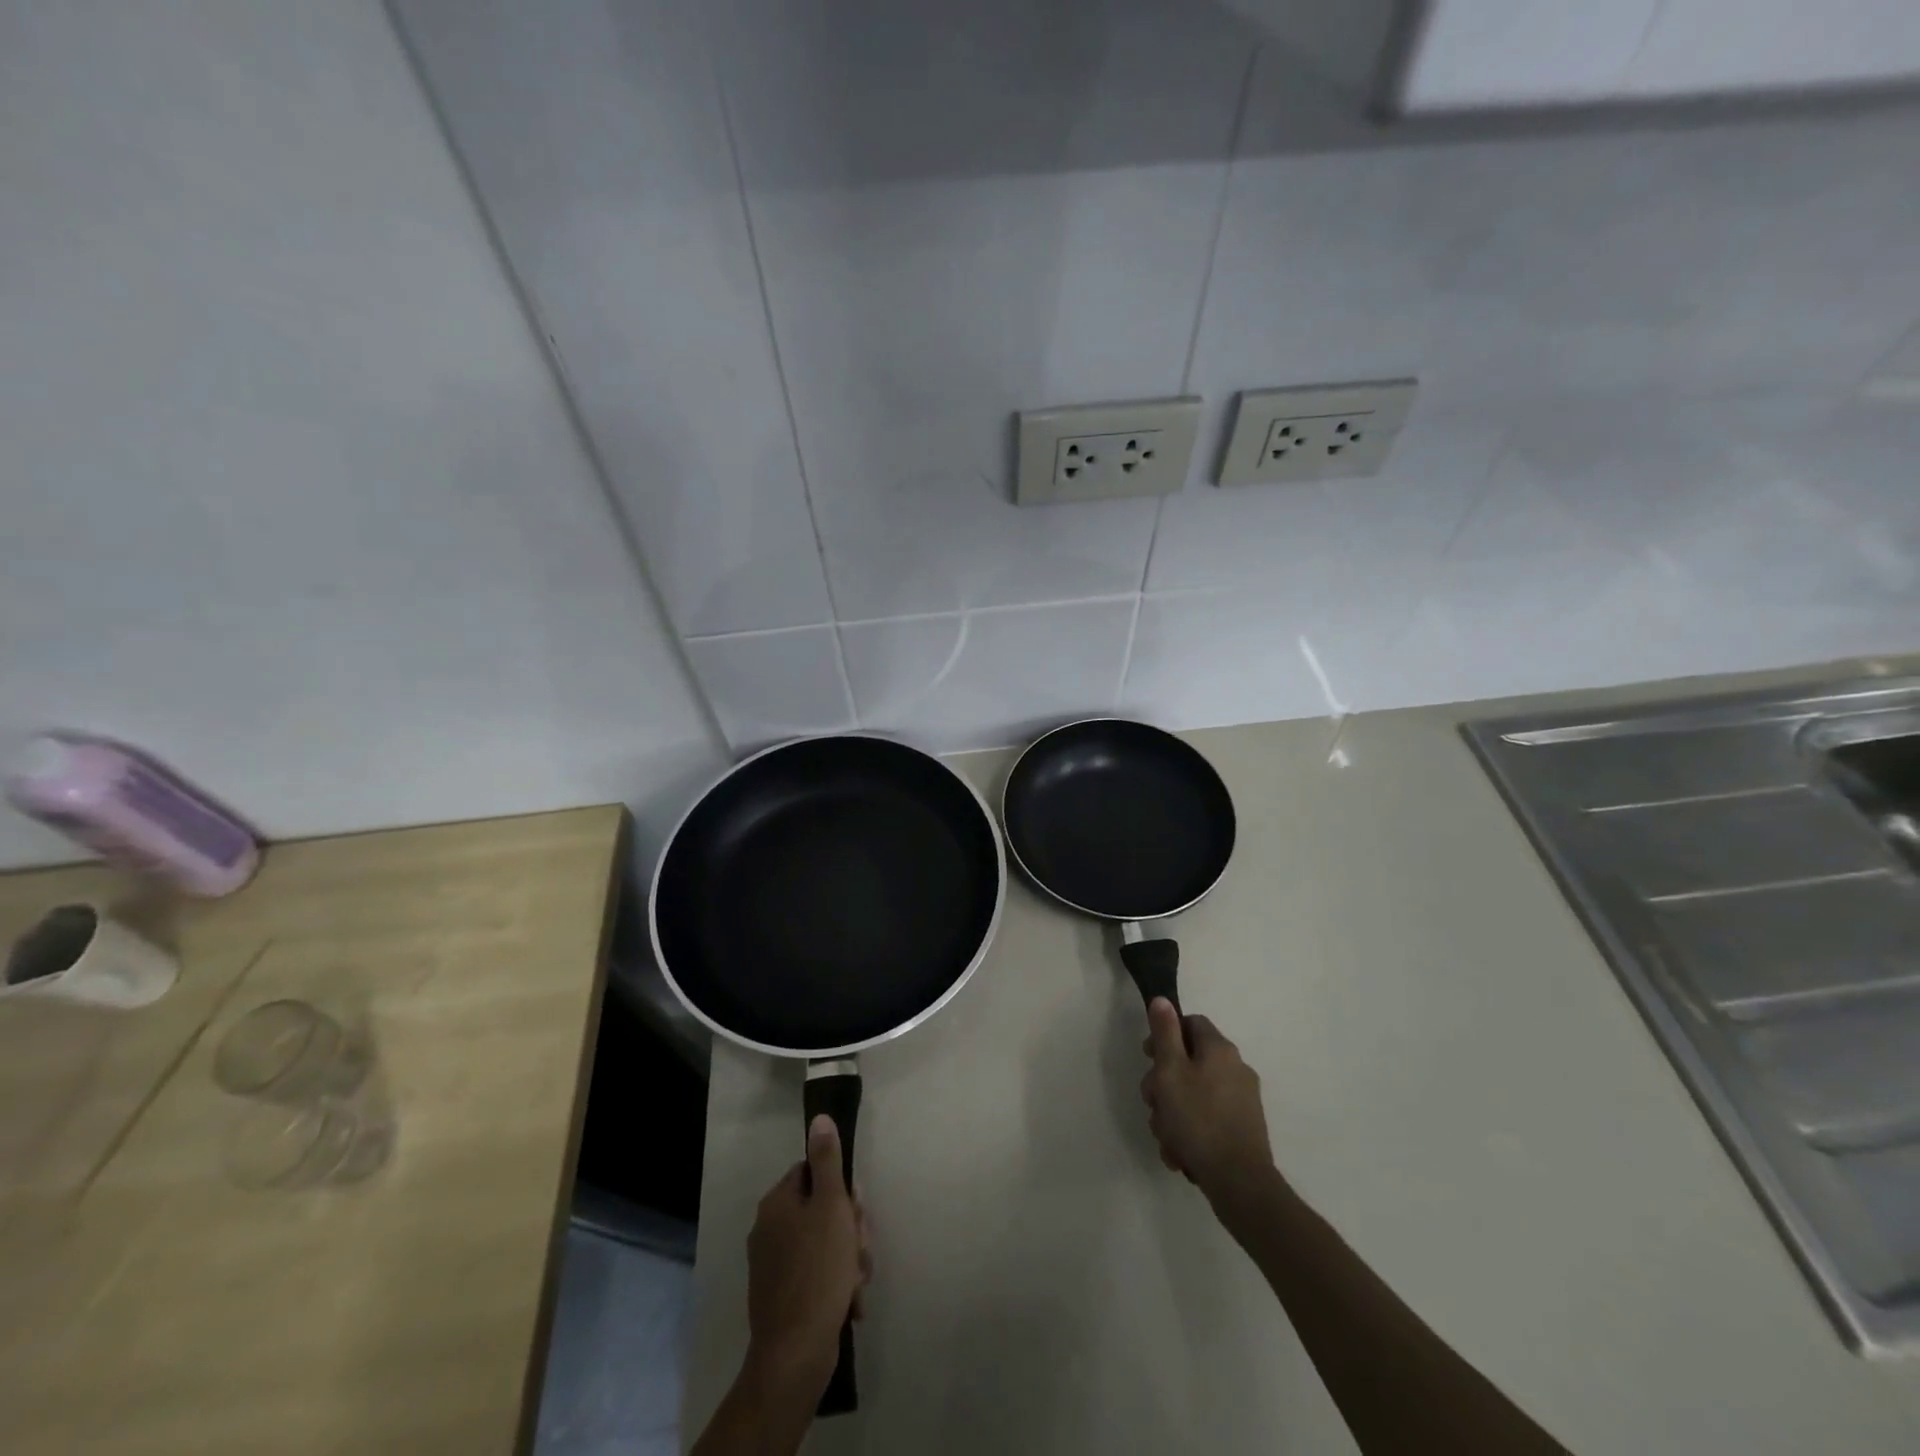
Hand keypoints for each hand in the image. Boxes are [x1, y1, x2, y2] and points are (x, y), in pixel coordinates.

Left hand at [744, 1115, 871, 1399]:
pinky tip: (850, 1303)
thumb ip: (827, 1161)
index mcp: (777, 1203)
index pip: (813, 1172)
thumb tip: (819, 1119)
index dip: (841, 1189)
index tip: (856, 1209)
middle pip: (821, 1209)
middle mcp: (770, 1229)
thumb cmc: (818, 1271)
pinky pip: (818, 1275)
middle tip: (860, 1249)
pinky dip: (837, 1284)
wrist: (794, 1355)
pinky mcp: (783, 1296)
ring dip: (849, 1259)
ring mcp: (774, 1265)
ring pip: (825, 1244)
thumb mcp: (831, 1206)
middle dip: (849, 1228)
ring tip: (858, 1282)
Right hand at [1140, 998, 1275, 1209]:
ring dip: (1173, 1113)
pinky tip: (1180, 1152)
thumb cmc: (1198, 1120)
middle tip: (1153, 1105)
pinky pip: (1208, 1118)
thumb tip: (1162, 1000)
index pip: (1190, 1023)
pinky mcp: (1243, 1128)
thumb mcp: (1170, 1071)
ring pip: (1194, 1094)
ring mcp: (1242, 1100)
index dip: (1165, 1036)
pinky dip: (1191, 1131)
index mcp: (1220, 1049)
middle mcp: (1235, 1068)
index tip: (1149, 1058)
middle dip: (1164, 1084)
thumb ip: (1165, 1033)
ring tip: (1166, 1138)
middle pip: (1189, 1061)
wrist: (1240, 1183)